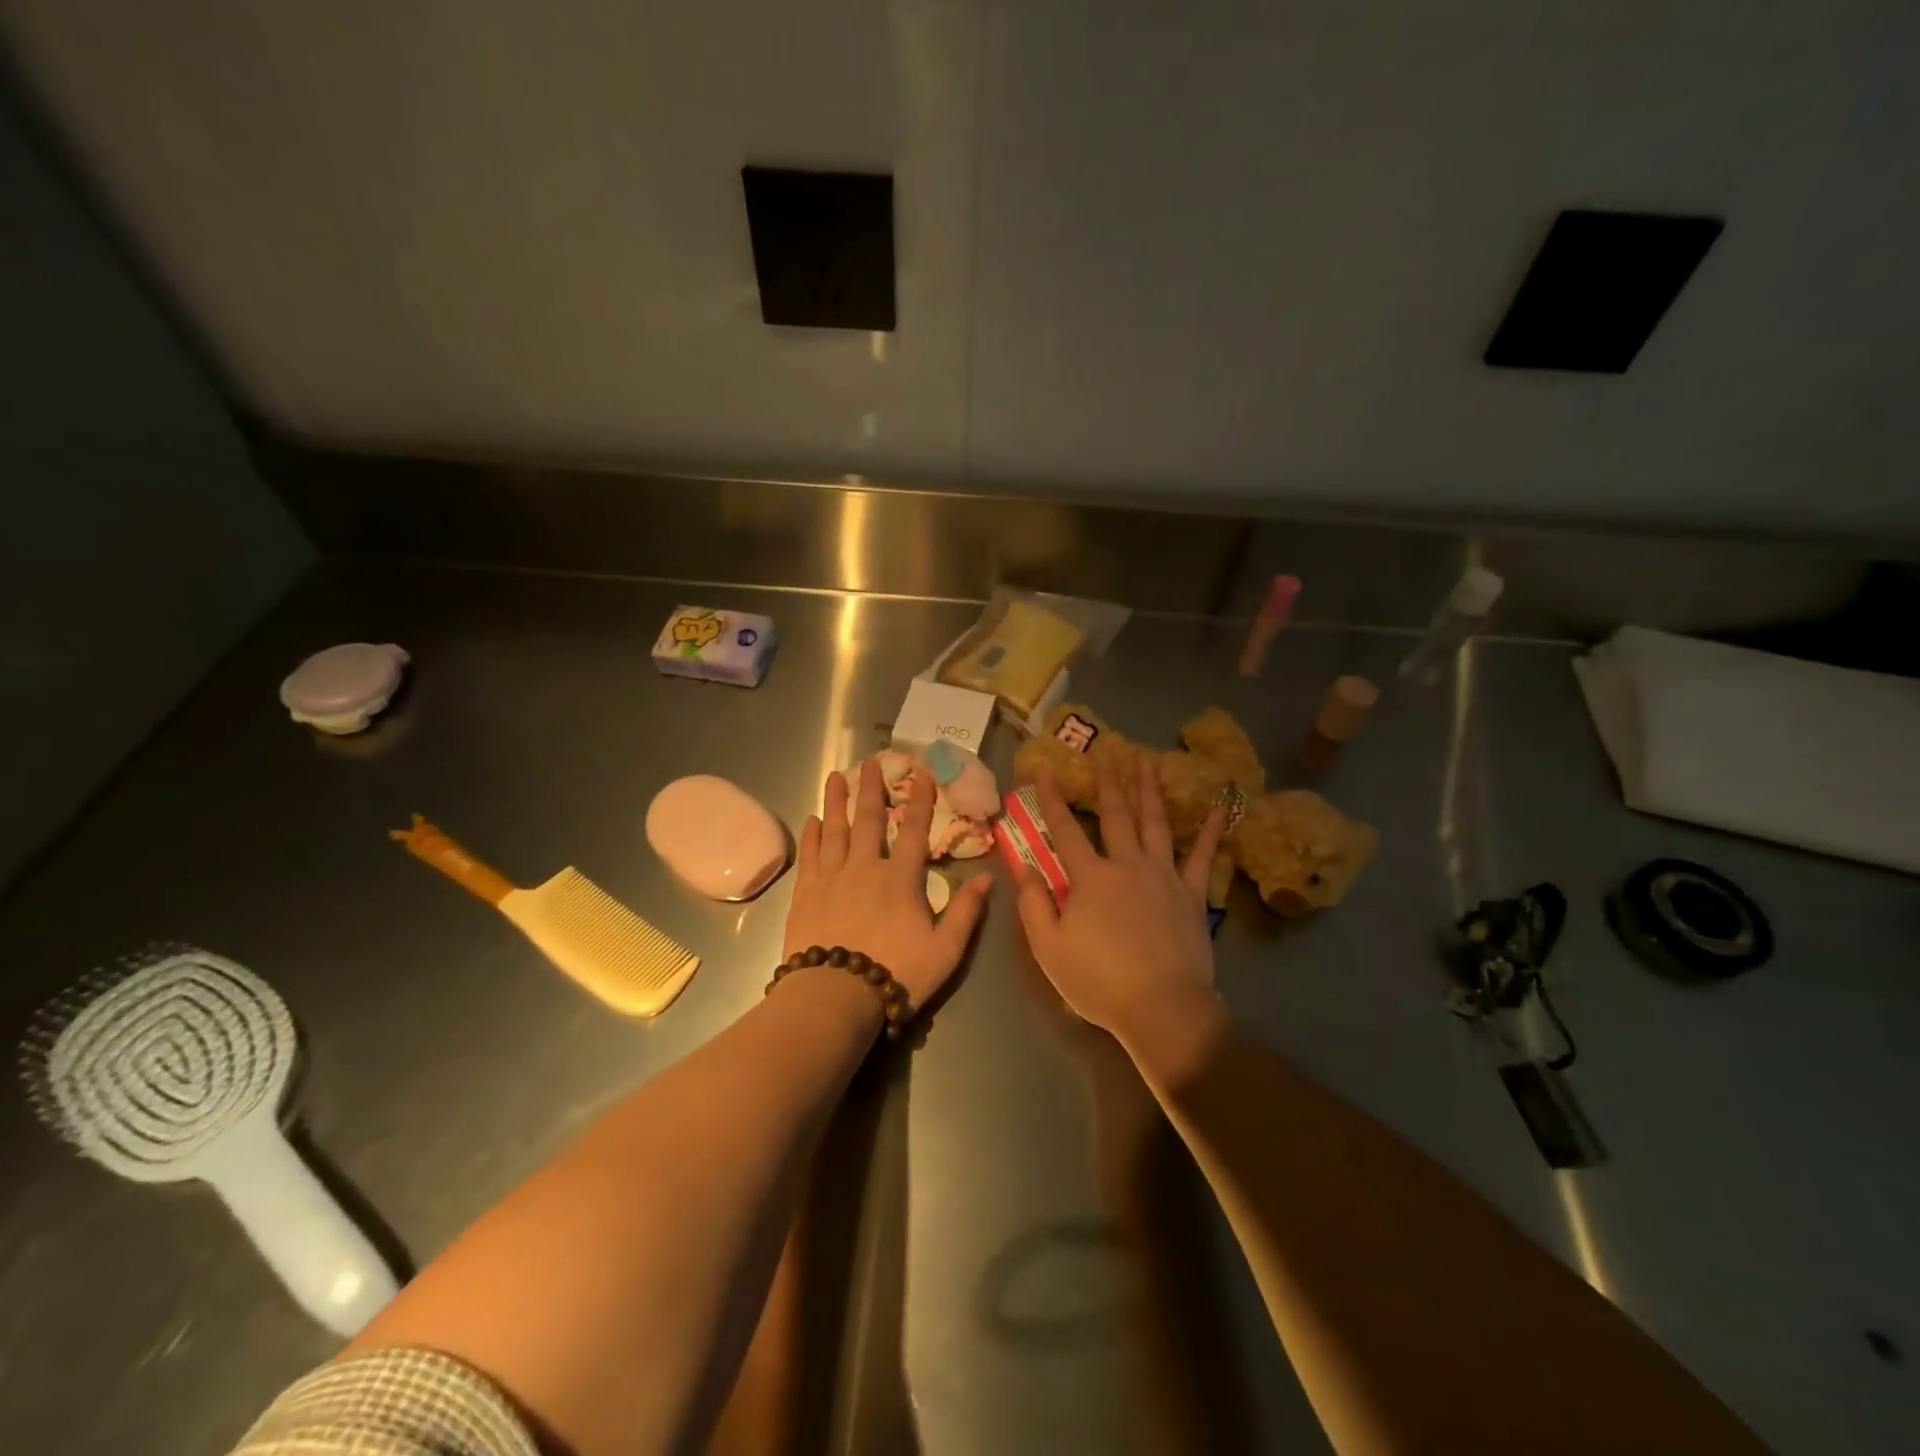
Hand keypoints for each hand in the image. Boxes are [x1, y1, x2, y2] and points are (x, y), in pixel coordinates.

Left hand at [785, 757, 992, 1014]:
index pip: (913, 830)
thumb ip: (966, 911)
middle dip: (871, 788)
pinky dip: (812, 836)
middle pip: (868, 820)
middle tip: (870, 761)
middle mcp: (864, 868)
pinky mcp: (806, 894)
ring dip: (836, 801)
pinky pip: (810, 856)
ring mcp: (831, 878)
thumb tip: (987, 877)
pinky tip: (812, 820)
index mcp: (900, 878)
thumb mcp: (946, 949)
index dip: (920, 800)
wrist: (836, 997)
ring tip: (836, 776)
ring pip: (834, 830)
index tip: (921, 772)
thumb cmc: (897, 973)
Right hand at [1014, 756, 1227, 1045]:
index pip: (1064, 830)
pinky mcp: (1193, 894)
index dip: (1052, 799)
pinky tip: (1220, 807)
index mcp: (1089, 878)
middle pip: (1115, 815)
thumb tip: (1024, 866)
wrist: (1162, 1008)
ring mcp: (1164, 876)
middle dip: (1108, 781)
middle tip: (1108, 750)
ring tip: (1148, 760)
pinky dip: (1211, 831)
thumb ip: (1034, 903)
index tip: (1045, 769)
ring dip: (1149, 789)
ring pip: (1155, 823)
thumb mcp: (1048, 947)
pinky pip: (1203, 857)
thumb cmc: (1099, 981)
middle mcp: (1127, 865)